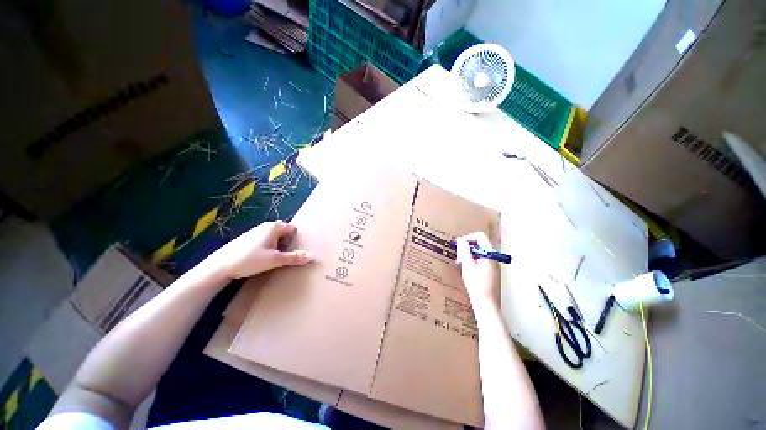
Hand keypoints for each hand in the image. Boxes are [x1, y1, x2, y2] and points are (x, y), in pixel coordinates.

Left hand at [212, 221, 313, 279]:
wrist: (221, 265)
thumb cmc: (251, 259)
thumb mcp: (276, 260)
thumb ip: (294, 258)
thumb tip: (312, 257)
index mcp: (275, 227)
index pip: (293, 229)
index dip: (294, 240)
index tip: (290, 251)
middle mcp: (266, 226)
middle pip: (284, 232)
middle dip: (286, 242)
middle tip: (283, 255)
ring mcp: (255, 231)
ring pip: (274, 236)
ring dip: (277, 245)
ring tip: (272, 258)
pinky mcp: (247, 238)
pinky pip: (264, 239)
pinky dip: (267, 247)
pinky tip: (260, 258)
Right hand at [456, 232, 499, 308]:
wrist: (485, 303)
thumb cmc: (476, 285)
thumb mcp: (467, 265)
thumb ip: (464, 251)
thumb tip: (461, 240)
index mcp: (489, 253)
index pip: (479, 236)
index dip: (468, 238)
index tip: (459, 245)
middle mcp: (492, 256)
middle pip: (479, 243)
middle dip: (467, 246)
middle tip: (458, 256)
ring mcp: (491, 263)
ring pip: (477, 250)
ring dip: (468, 253)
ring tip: (460, 262)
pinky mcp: (488, 269)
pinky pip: (478, 258)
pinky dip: (471, 259)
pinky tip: (465, 268)